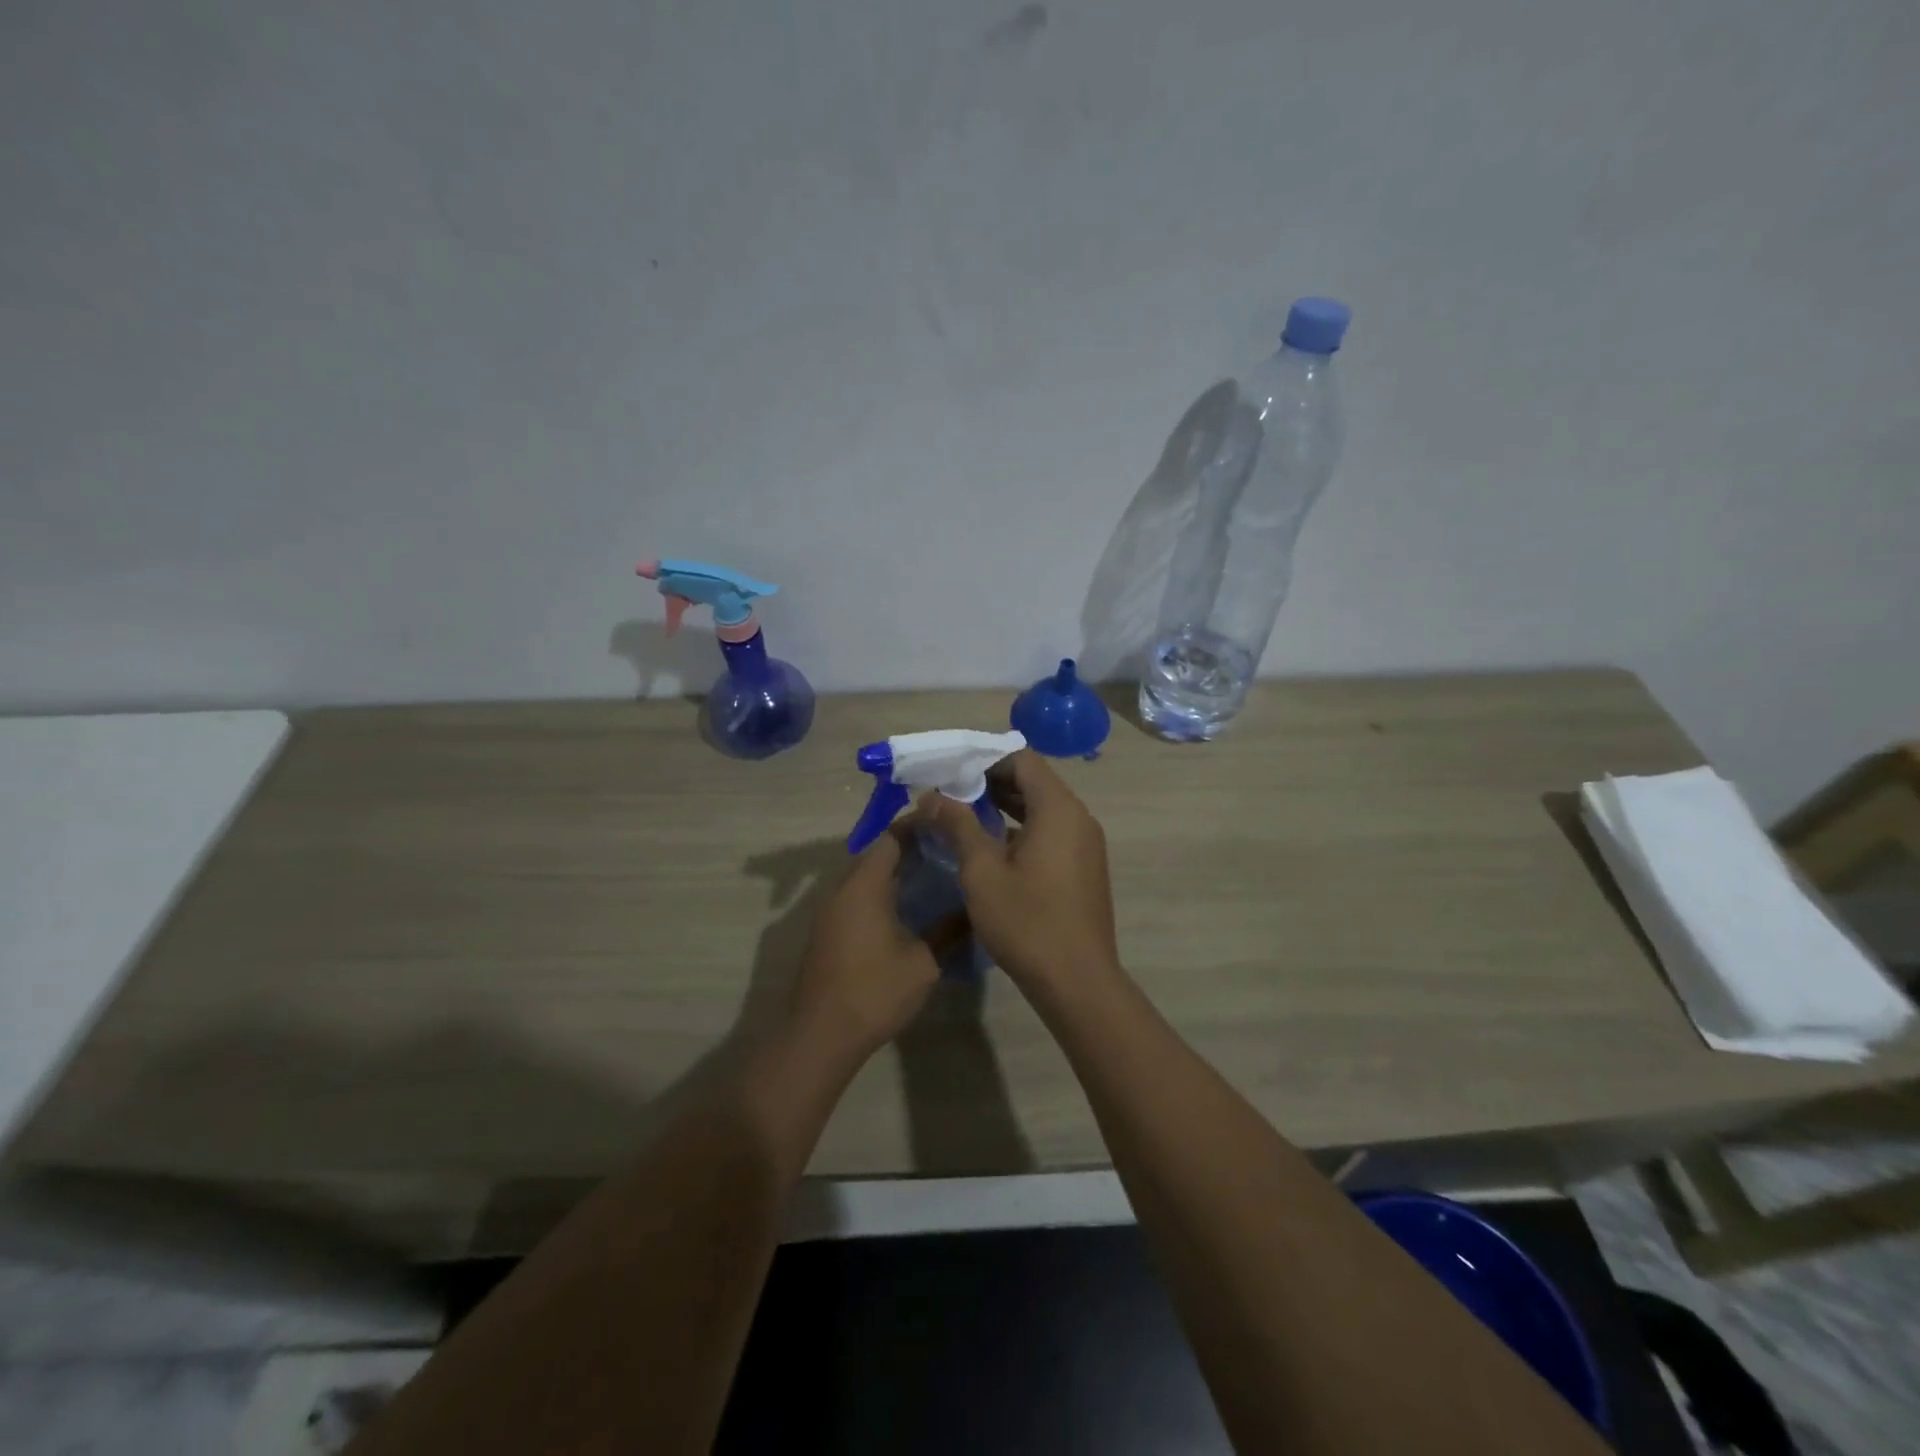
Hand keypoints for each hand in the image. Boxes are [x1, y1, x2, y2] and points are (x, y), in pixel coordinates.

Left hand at [788, 826, 940, 1066]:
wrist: (821, 1035)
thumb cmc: (874, 991)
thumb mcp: (924, 962)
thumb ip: (950, 930)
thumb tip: (976, 909)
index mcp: (864, 885)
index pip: (891, 837)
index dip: (918, 827)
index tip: (947, 826)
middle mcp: (842, 888)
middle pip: (877, 853)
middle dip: (910, 847)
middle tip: (947, 851)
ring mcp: (830, 910)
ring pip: (865, 875)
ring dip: (894, 871)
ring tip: (932, 875)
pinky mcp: (827, 930)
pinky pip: (856, 895)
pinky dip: (881, 891)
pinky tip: (906, 908)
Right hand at [916, 750, 1121, 996]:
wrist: (1077, 981)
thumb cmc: (1027, 922)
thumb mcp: (982, 872)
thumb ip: (958, 826)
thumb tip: (932, 796)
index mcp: (1058, 809)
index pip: (1022, 760)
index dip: (985, 760)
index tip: (952, 772)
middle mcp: (1079, 817)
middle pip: (1034, 781)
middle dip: (992, 782)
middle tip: (951, 794)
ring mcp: (1086, 844)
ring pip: (1043, 808)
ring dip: (1007, 807)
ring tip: (965, 817)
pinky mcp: (1086, 867)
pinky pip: (1053, 832)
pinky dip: (1024, 829)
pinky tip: (994, 848)